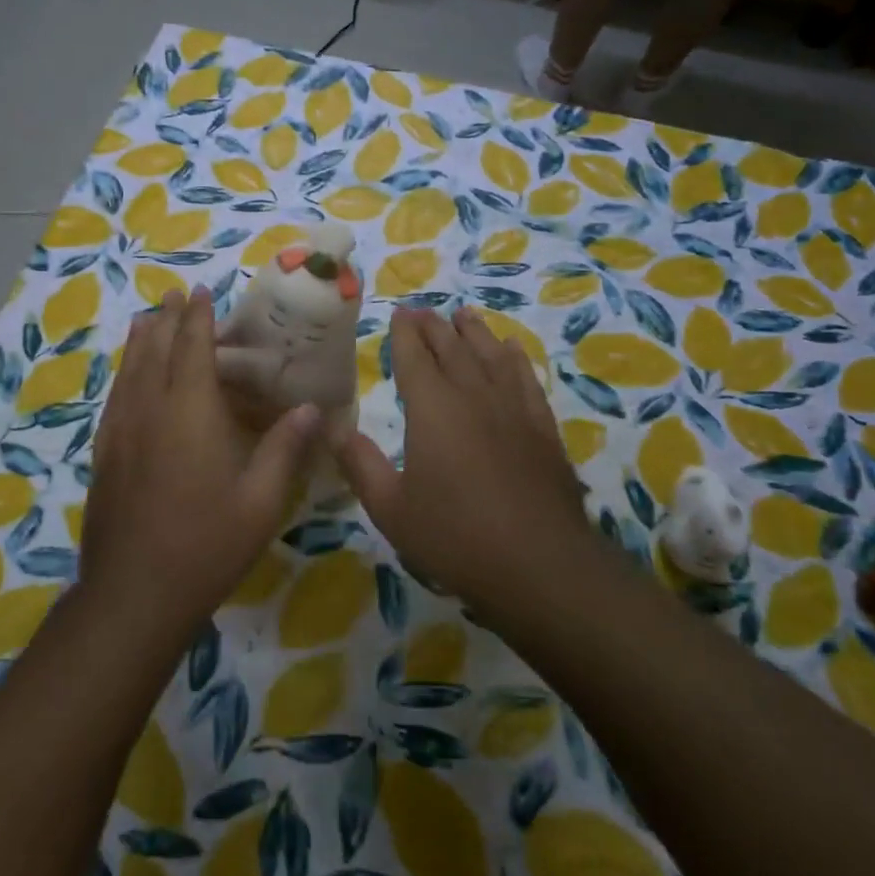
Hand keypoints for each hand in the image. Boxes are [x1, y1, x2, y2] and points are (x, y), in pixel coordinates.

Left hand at [80, 289, 320, 641]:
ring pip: (129, 370)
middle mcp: (150, 409)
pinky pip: (115, 397)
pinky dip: (124, 372)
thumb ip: (285, 448)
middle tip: (176, 295)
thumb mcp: (261, 501)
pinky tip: (127, 375)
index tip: (201, 292)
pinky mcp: (105, 453)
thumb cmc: (207, 544)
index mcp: (190, 413)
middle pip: (156, 350)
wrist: (134, 591)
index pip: (193, 349)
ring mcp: (121, 431)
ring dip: (141, 340)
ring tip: (148, 319)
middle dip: (168, 319)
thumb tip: (314, 409)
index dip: (198, 318)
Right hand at [332, 306, 592, 612]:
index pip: (414, 357)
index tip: (399, 313)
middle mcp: (473, 395)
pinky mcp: (542, 427)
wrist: (540, 565)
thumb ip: (360, 464)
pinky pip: (526, 379)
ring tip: (463, 315)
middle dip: (434, 326)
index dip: (404, 333)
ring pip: (491, 355)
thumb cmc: (455, 536)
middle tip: (423, 310)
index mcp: (432, 409)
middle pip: (452, 348)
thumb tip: (332, 428)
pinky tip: (512, 350)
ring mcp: (513, 408)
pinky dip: (516, 359)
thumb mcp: (391, 508)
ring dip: (475, 332)